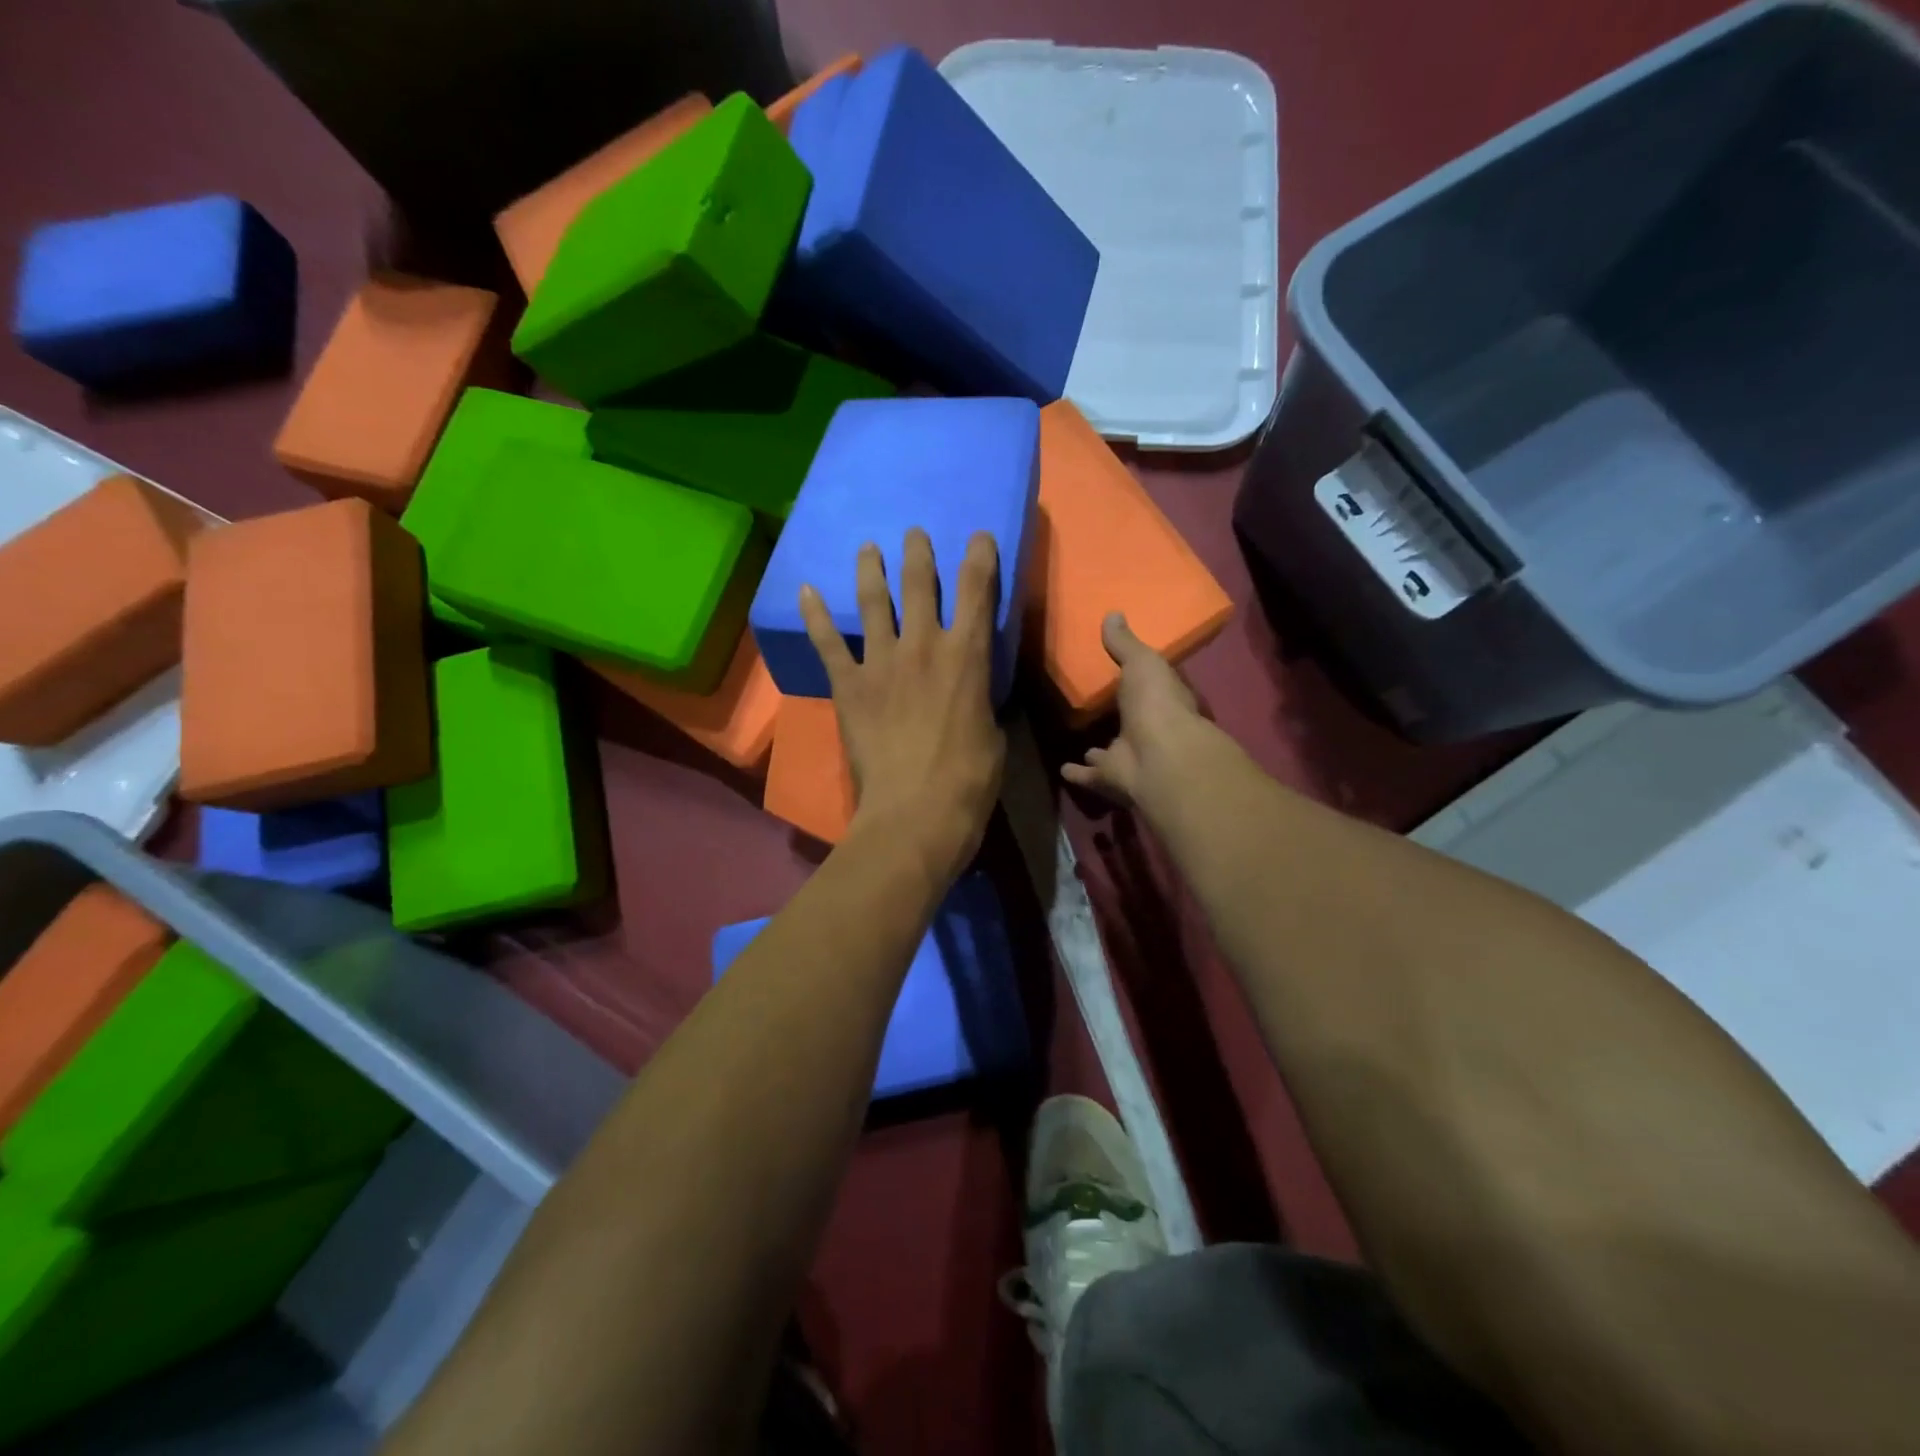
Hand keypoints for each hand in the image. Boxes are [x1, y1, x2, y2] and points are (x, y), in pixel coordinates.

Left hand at [800, 529, 1005, 883]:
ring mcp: (881, 662)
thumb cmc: (969, 778)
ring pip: (873, 603)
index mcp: (967, 656)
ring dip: (870, 571)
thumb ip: (981, 700)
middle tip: (914, 533)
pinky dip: (815, 615)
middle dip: (918, 554)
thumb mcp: (993, 733)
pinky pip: (827, 642)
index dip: (979, 557)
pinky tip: (805, 589)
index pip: (977, 591)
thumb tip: (975, 692)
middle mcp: (923, 646)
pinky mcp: (848, 685)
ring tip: (866, 547)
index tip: (977, 536)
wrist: (916, 812)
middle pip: (919, 585)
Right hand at [1062, 613, 1210, 807]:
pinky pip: (1092, 775)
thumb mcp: (1141, 662)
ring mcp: (1131, 756)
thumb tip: (1113, 613)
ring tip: (1082, 743)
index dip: (1140, 681)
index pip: (1152, 688)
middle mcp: (1149, 730)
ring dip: (1099, 750)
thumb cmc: (1156, 703)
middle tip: (1096, 707)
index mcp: (1162, 701)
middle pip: (1130, 722)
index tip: (1122, 672)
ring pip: (1112, 751)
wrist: (1159, 756)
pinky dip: (1078, 773)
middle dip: (1117, 717)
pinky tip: (1062, 769)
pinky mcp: (1112, 778)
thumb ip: (1124, 643)